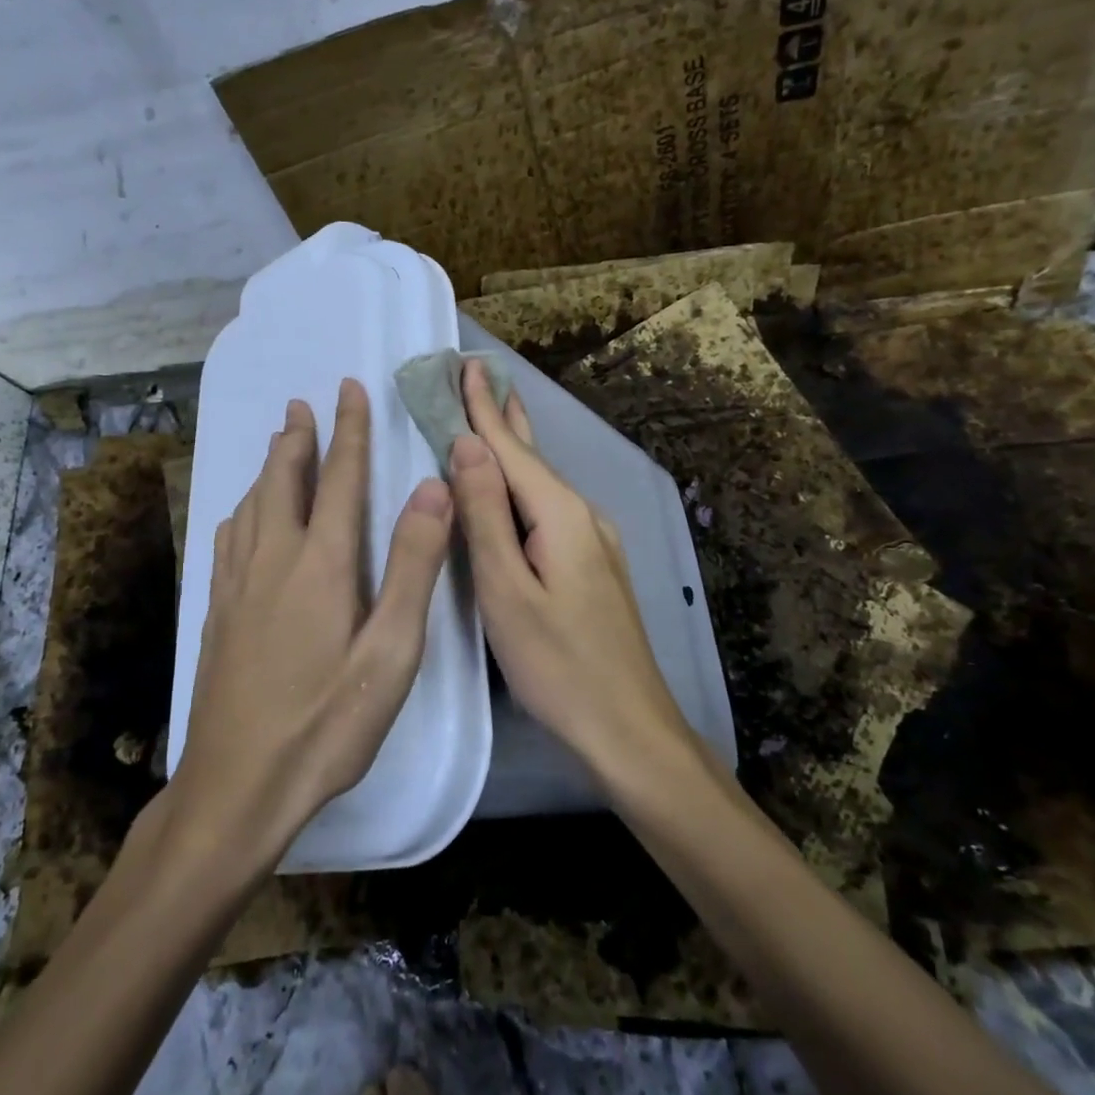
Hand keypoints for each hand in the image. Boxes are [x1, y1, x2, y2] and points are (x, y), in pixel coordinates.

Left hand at [173, 379, 454, 874]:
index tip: (348, 389)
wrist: (236, 786)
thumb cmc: (327, 724)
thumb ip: (413, 566)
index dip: (348, 430)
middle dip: (298, 438)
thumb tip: (432, 489)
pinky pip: (229, 537)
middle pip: (284, 481)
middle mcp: (273, 560)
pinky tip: (242, 515)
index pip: (340, 479)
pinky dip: (243, 508)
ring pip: (252, 505)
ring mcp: (238, 585)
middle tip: (303, 404)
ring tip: (279, 444)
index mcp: (321, 564)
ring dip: (269, 468)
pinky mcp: (217, 612)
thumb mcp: (391, 651)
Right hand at [448, 360, 697, 785]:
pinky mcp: (593, 567)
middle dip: (503, 416)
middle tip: (480, 375)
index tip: (465, 365)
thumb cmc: (558, 665)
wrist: (629, 730)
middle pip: (534, 457)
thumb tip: (467, 445)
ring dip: (513, 450)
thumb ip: (486, 515)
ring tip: (494, 418)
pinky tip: (514, 491)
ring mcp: (595, 543)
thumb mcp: (507, 591)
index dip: (483, 408)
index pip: (512, 448)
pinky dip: (523, 488)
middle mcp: (583, 516)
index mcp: (560, 515)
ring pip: (542, 485)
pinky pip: (549, 510)